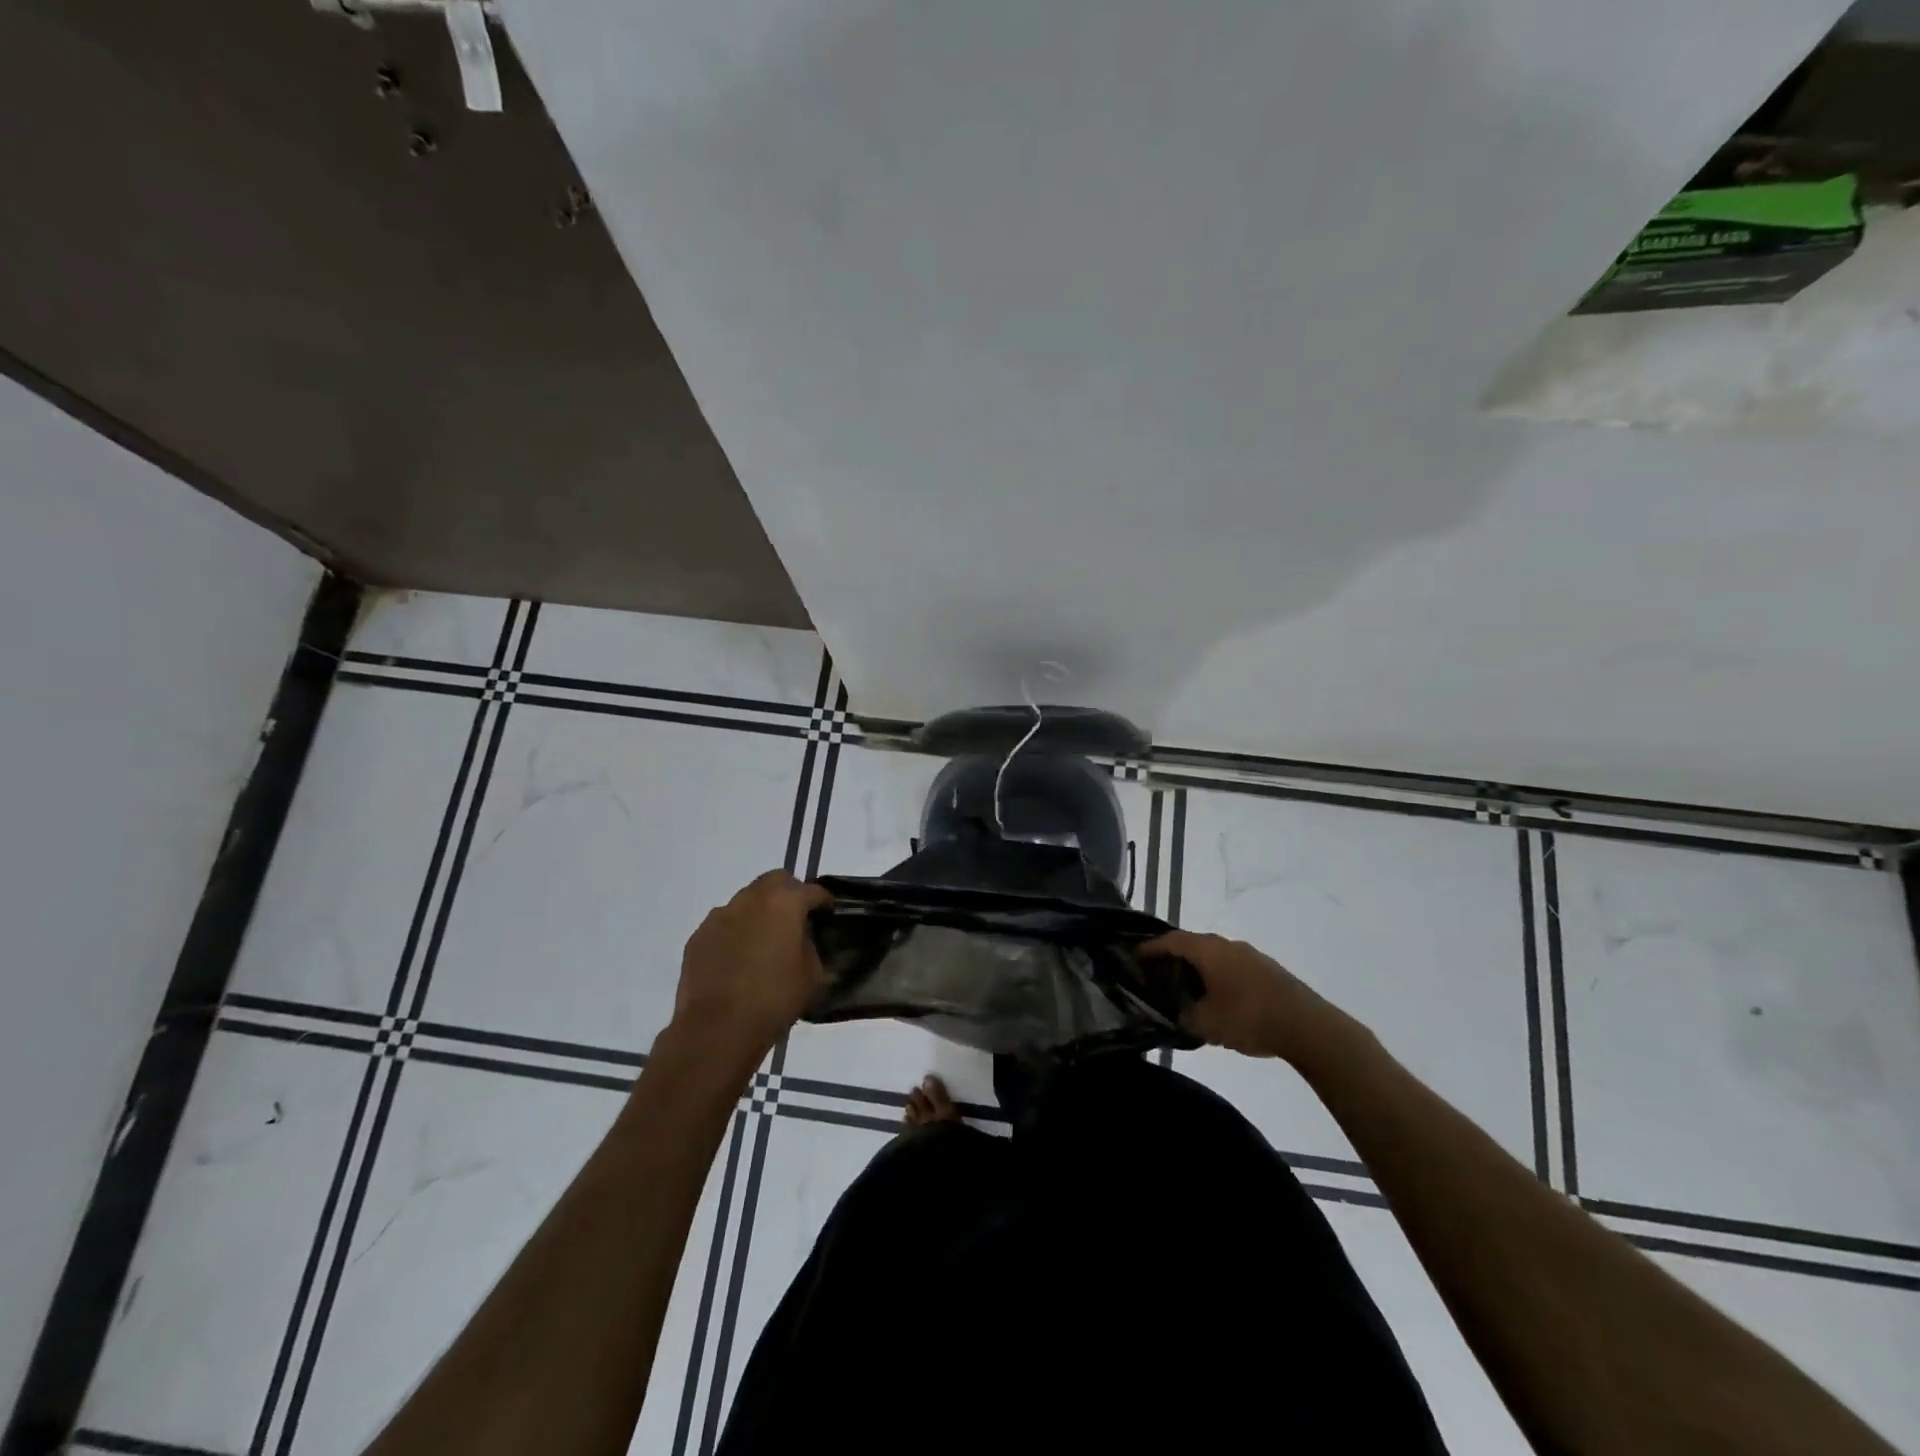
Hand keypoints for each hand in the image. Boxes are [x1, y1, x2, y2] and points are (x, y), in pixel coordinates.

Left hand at [670, 870, 831, 1059]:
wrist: (717, 1029)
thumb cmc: (774, 999)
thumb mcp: (812, 976)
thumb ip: (811, 948)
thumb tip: (803, 940)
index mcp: (785, 903)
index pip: (812, 890)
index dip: (823, 901)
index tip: (828, 913)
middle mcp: (751, 899)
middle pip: (775, 881)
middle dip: (789, 894)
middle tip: (795, 920)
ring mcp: (720, 916)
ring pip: (746, 901)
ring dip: (759, 913)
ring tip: (763, 943)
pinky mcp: (698, 936)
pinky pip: (724, 925)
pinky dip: (735, 933)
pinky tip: (738, 960)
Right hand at [1138, 929, 1342, 1063]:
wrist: (1308, 1027)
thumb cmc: (1249, 1018)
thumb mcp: (1206, 1024)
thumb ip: (1184, 1015)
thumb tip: (1178, 1011)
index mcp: (1207, 950)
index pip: (1170, 940)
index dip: (1150, 948)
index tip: (1134, 957)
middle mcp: (1227, 944)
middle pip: (1192, 944)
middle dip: (1172, 957)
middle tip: (1157, 974)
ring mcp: (1250, 955)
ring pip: (1213, 956)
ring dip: (1197, 968)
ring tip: (1186, 989)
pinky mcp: (1266, 969)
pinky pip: (1231, 966)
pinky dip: (1217, 976)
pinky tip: (1217, 998)